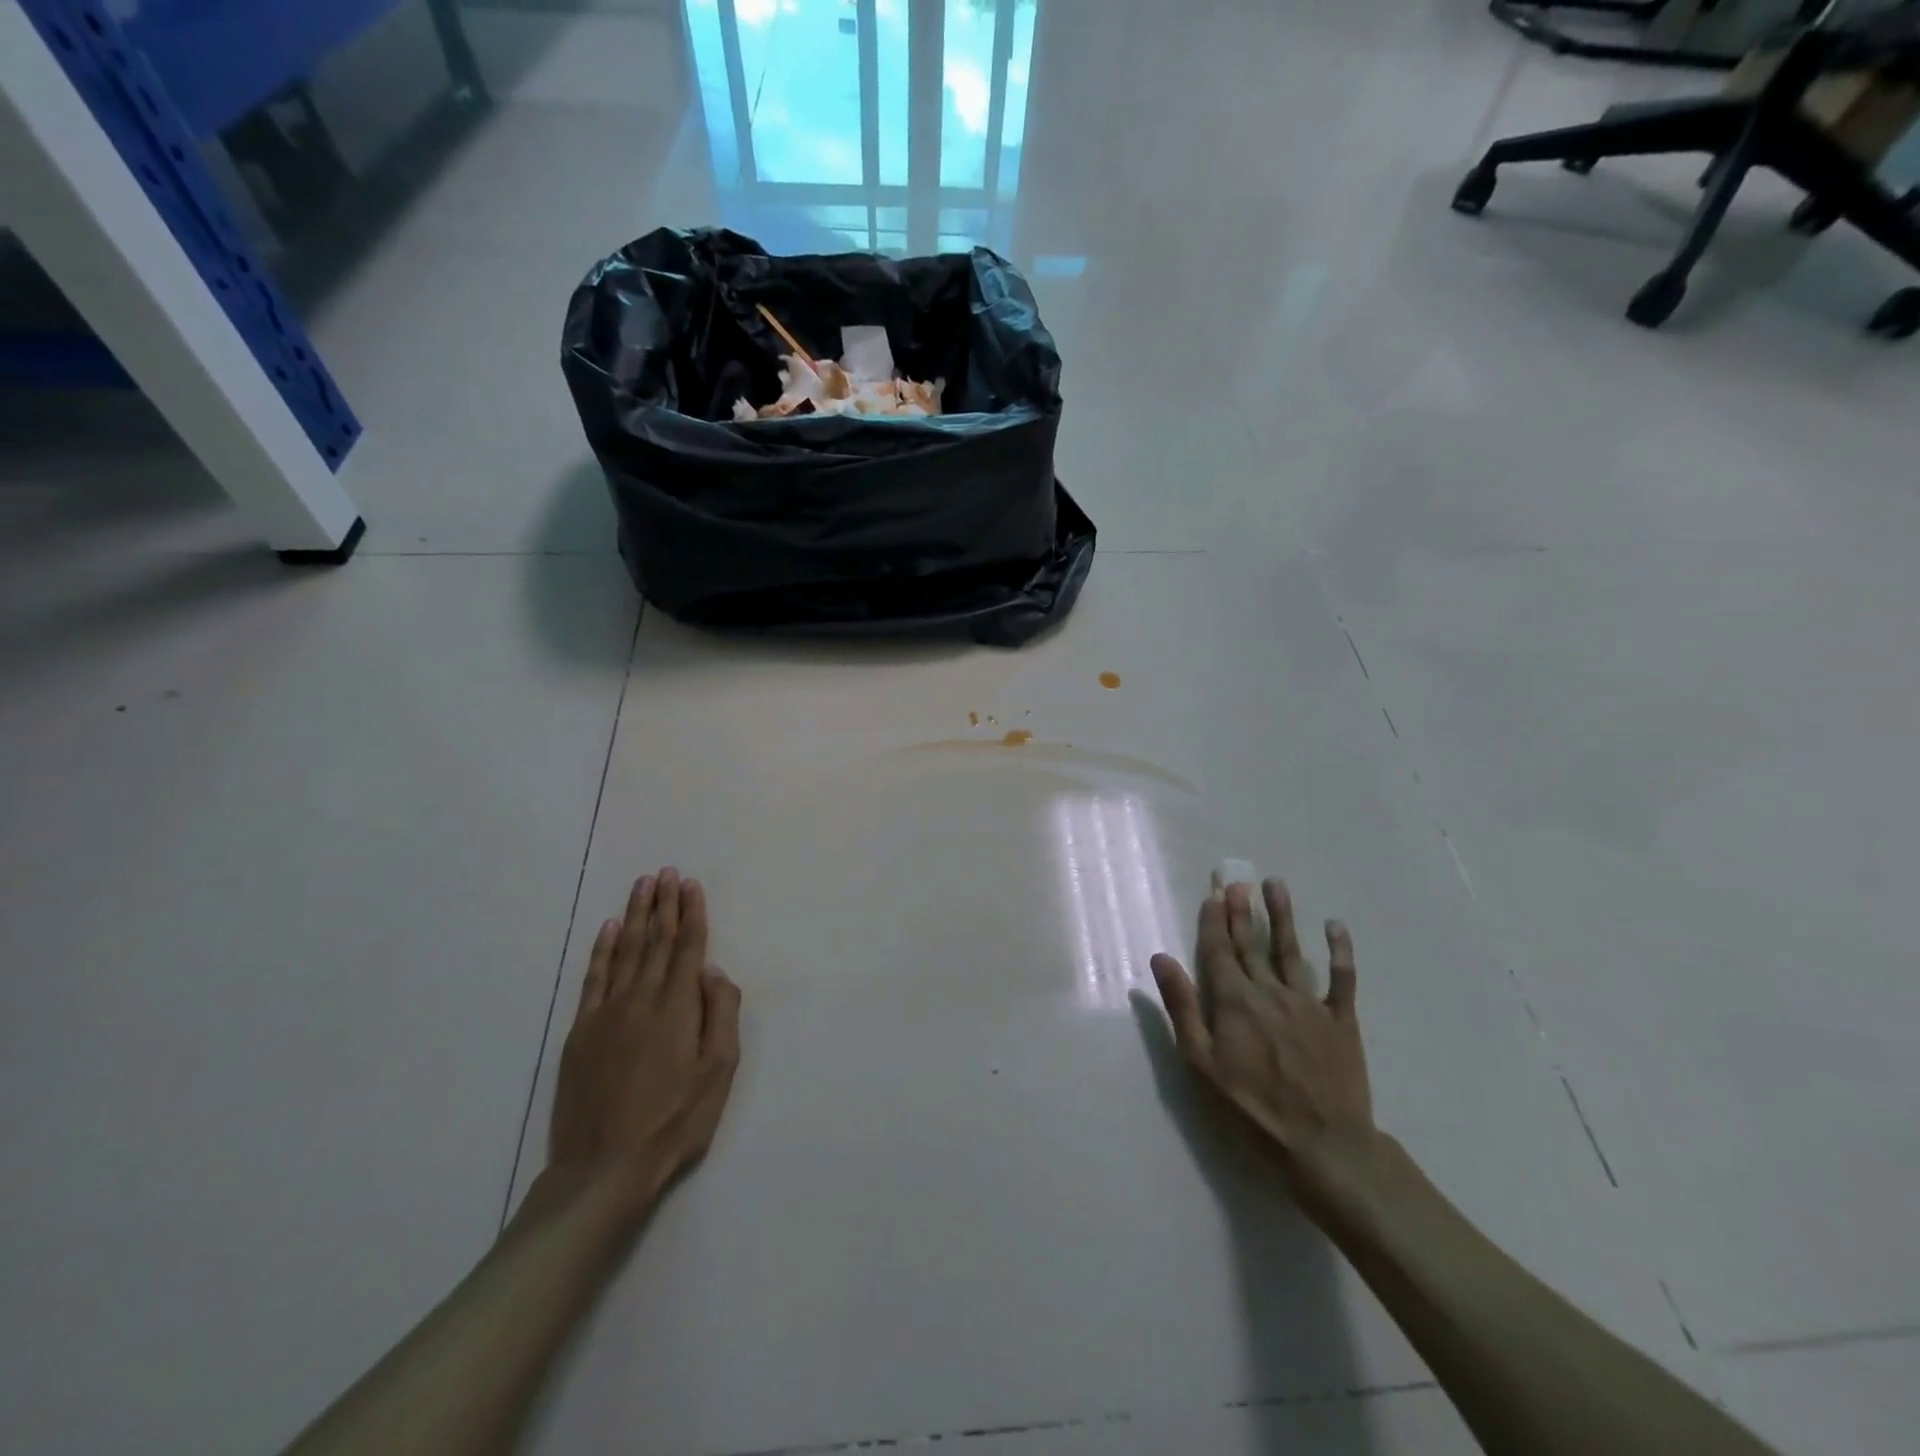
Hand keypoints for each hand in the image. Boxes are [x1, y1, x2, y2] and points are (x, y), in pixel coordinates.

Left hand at [546, 868, 741, 1215]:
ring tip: (643, 885)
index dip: (691, 912)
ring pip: (626, 950)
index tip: (690, 884)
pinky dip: (603, 949)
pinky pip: (594, 978)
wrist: (604, 1168)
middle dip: (664, 903)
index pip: (688, 946)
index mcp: (678, 1006)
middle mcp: (642, 998)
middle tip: (667, 872)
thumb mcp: (719, 1071)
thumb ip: (721, 1013)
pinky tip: (609, 928)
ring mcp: (607, 1012)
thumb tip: (712, 970)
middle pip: (656, 940)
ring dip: (636, 914)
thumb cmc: (675, 1120)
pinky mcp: (582, 1031)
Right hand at [1150, 879, 1374, 1196]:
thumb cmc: (1251, 1108)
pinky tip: (1335, 926)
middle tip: (1238, 880)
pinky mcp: (1341, 1020)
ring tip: (1275, 884)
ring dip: (1283, 916)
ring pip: (1292, 950)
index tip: (1213, 894)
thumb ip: (1182, 1007)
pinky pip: (1342, 979)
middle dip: (1241, 911)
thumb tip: (1161, 958)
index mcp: (1234, 1001)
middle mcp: (1270, 991)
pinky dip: (1340, 951)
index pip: (1219, 950)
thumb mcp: (1201, 1062)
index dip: (1214, 920)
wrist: (1323, 1145)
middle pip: (1251, 944)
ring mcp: (1309, 1003)